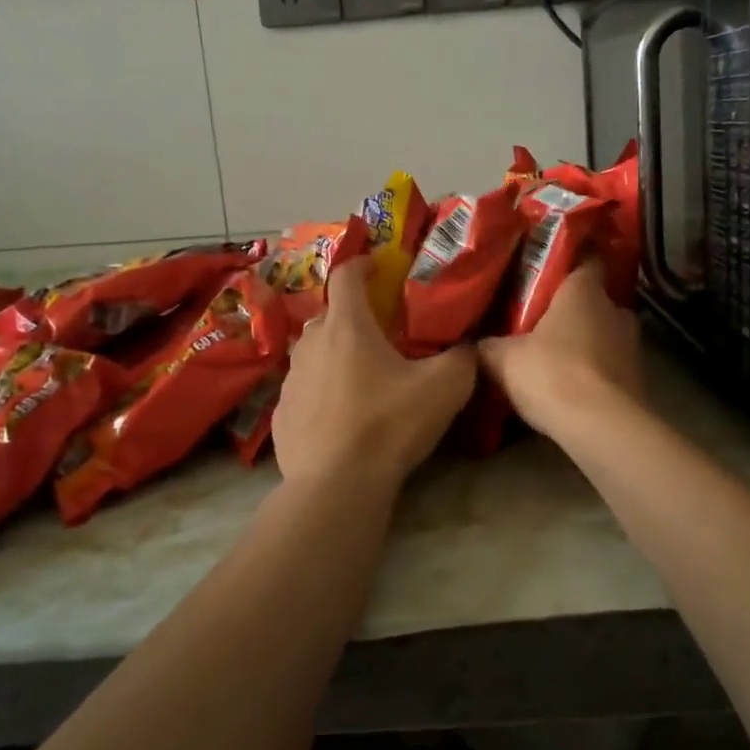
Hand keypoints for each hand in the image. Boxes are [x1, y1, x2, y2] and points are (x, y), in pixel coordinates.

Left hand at [272, 257, 477, 489]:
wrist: (336, 485)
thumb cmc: (390, 425)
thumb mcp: (445, 388)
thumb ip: (463, 358)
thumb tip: (469, 348)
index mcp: (347, 326)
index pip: (347, 275)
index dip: (362, 264)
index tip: (376, 266)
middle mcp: (311, 343)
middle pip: (331, 316)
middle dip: (353, 317)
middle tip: (380, 335)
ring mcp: (290, 379)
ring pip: (314, 353)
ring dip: (335, 355)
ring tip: (360, 378)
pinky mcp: (280, 414)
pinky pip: (304, 390)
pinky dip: (321, 393)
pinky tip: (340, 417)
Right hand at [478, 258, 641, 436]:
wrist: (602, 427)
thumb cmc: (553, 374)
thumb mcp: (504, 359)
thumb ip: (490, 346)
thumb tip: (476, 343)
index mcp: (584, 291)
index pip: (588, 260)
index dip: (572, 261)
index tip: (553, 268)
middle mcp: (615, 310)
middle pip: (595, 301)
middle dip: (573, 310)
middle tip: (543, 320)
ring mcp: (632, 346)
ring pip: (605, 334)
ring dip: (586, 343)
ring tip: (556, 356)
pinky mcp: (639, 379)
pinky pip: (611, 365)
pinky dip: (595, 372)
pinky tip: (572, 386)